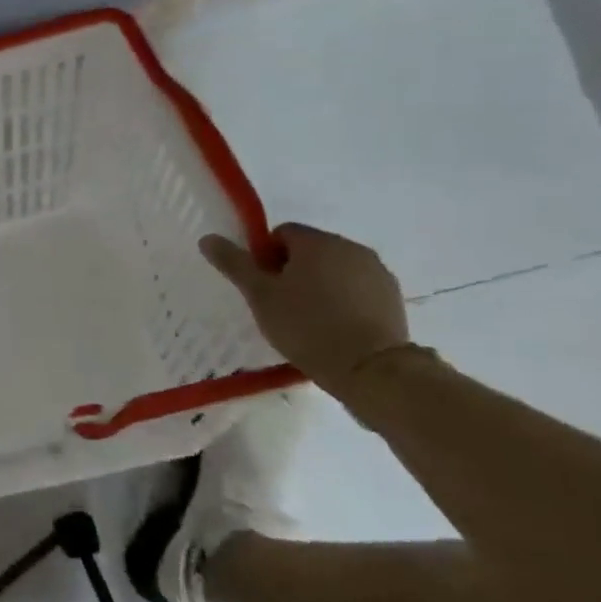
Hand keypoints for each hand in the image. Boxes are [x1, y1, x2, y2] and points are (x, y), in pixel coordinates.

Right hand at [200, 223, 411, 389]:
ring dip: (319, 283)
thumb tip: (207, 238)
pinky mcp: (393, 296)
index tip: (262, 285)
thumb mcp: (260, 295)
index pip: (281, 233)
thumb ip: (234, 263)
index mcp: (317, 242)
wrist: (369, 368)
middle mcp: (351, 247)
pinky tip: (334, 325)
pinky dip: (343, 298)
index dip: (265, 256)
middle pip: (310, 249)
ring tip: (308, 317)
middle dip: (292, 269)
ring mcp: (377, 272)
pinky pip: (357, 287)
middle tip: (280, 303)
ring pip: (335, 268)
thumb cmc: (306, 325)